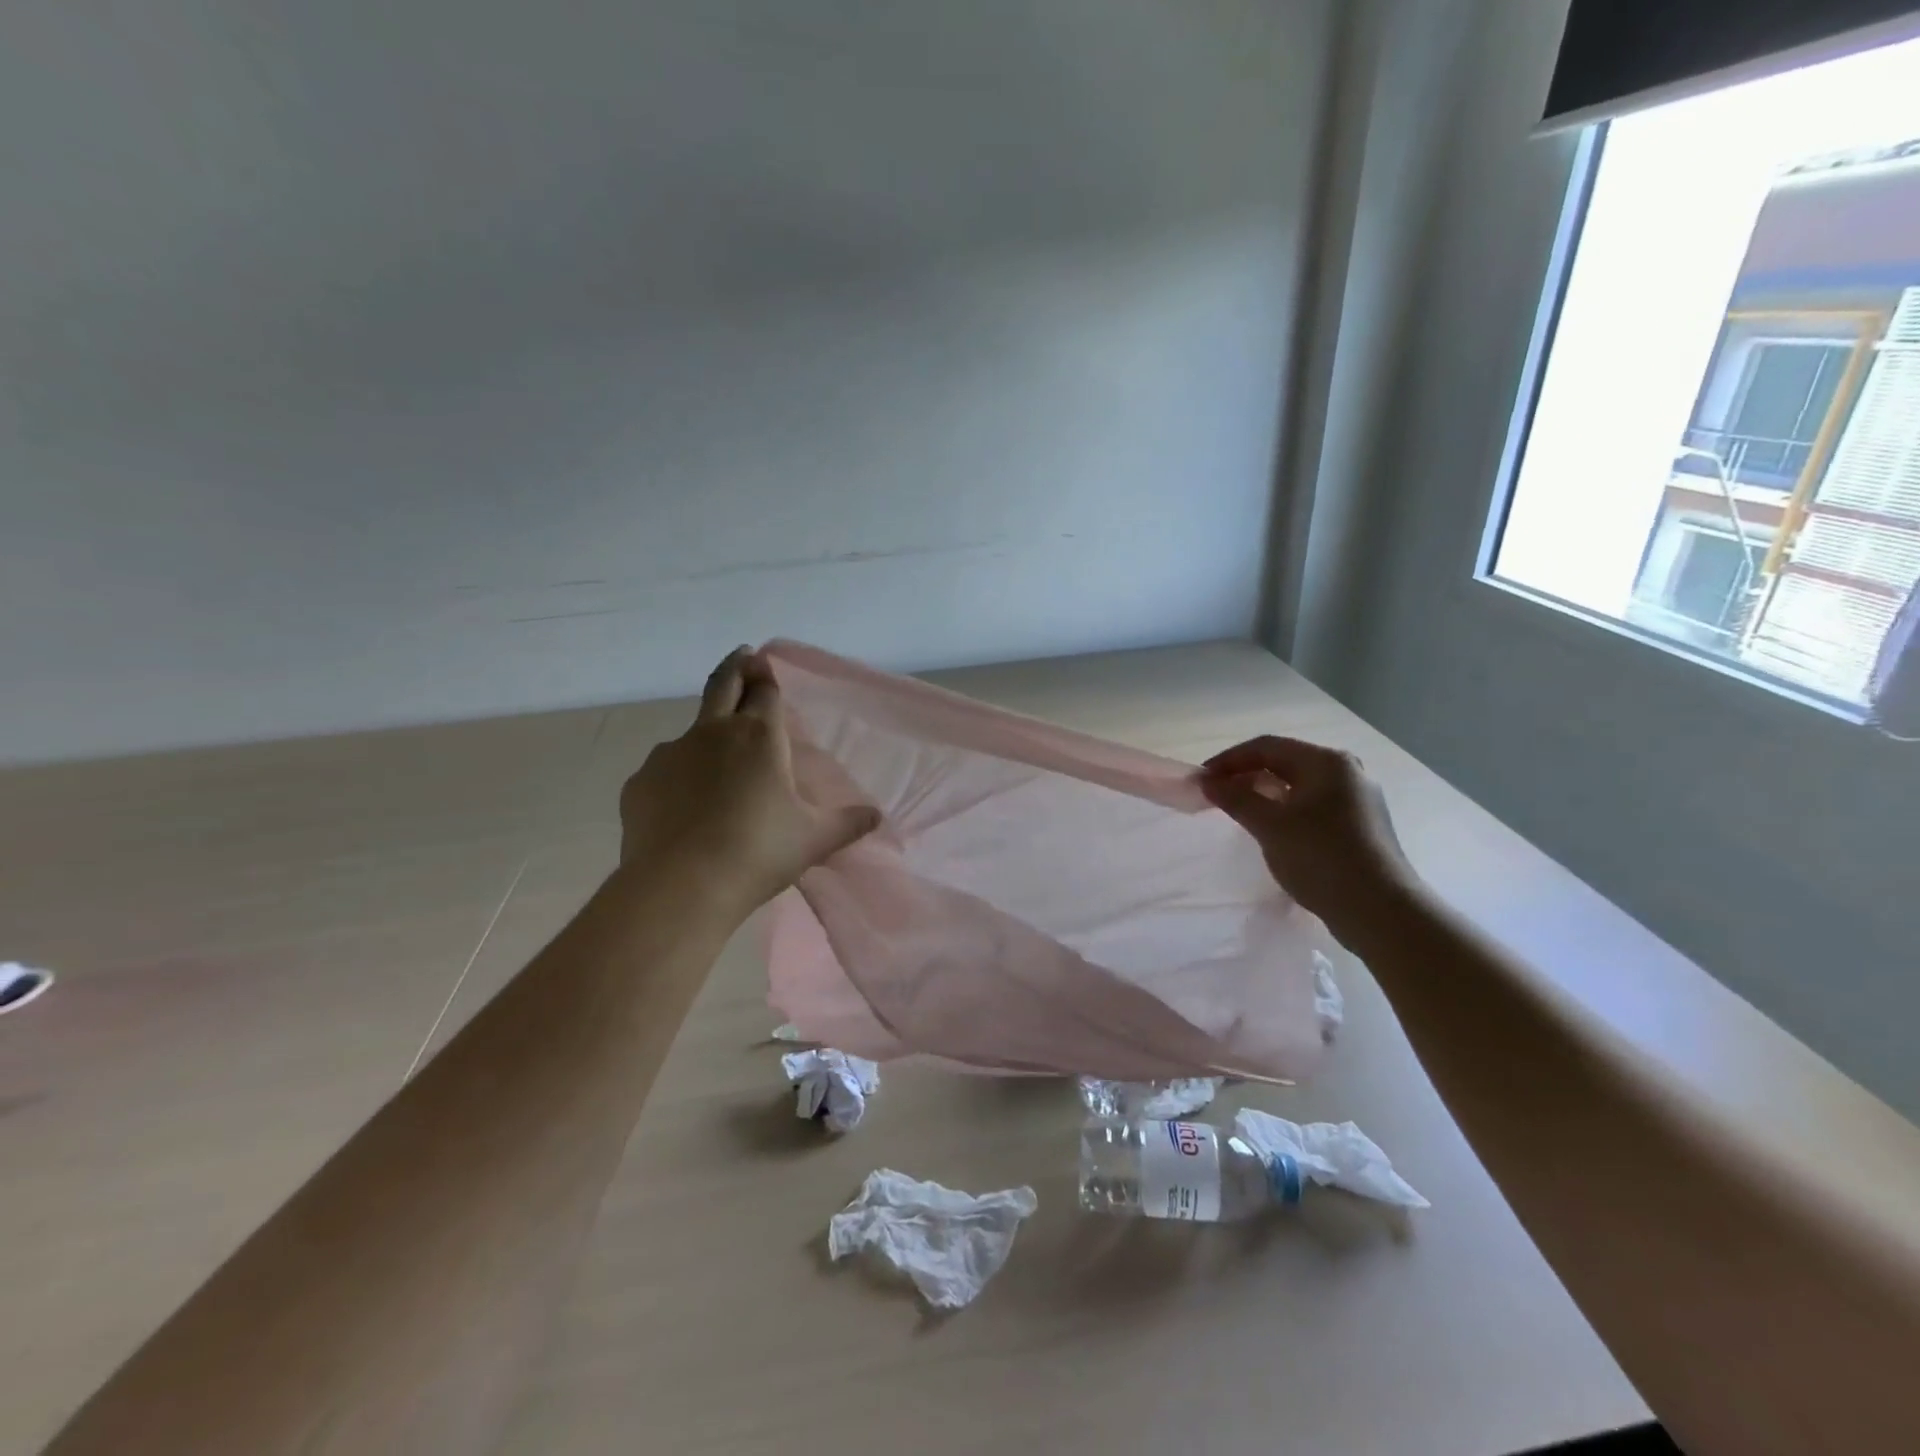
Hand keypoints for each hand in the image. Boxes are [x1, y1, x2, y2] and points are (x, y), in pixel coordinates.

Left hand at [616, 648, 880, 916]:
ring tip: (716, 765)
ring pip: (692, 731)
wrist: (682, 886)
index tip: (765, 666)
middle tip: (742, 656)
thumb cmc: (759, 853)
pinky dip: (678, 777)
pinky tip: (684, 807)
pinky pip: (665, 770)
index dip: (767, 677)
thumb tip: (876, 816)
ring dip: (707, 734)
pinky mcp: (641, 782)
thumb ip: (847, 823)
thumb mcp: (814, 839)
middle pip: (723, 685)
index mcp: (759, 737)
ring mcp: (670, 754)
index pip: (765, 691)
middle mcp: (712, 733)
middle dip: (736, 667)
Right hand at [1200, 736, 1414, 930]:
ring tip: (1238, 812)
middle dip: (1246, 776)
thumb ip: (1235, 798)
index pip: (1266, 747)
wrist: (1380, 911)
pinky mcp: (1360, 825)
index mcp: (1327, 762)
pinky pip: (1312, 805)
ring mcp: (1357, 799)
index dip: (1229, 760)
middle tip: (1216, 796)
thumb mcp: (1270, 825)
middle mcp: (1346, 771)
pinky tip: (1272, 830)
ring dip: (1264, 793)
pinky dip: (1285, 809)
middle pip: (1284, 763)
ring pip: (1299, 785)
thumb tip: (1207, 781)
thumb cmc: (1321, 858)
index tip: (1201, 780)